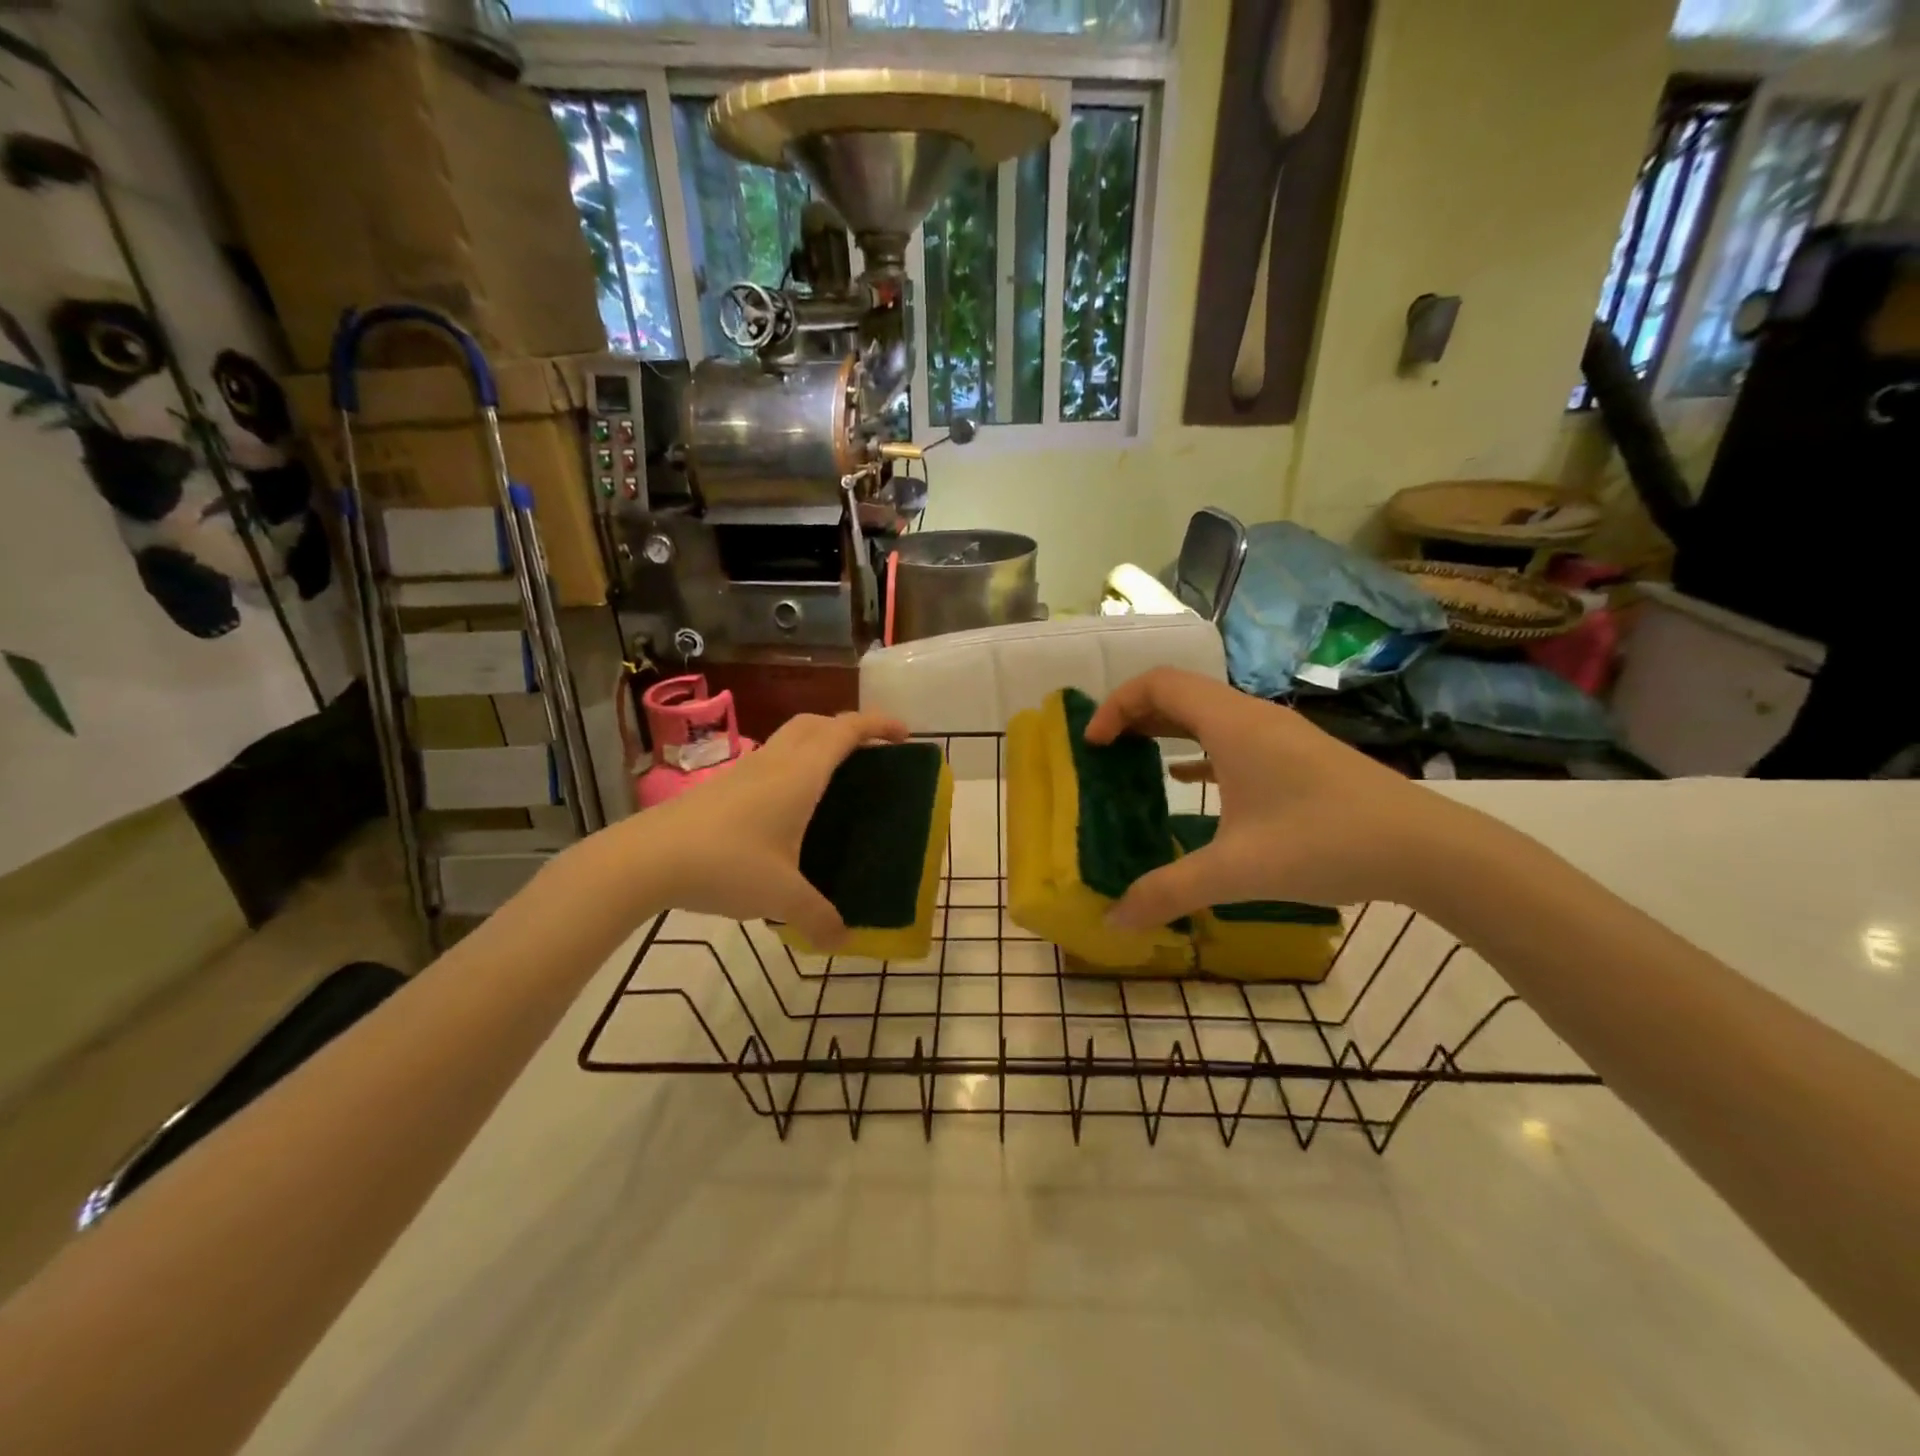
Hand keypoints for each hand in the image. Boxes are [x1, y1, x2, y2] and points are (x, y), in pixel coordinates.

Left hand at [621, 710, 906, 946]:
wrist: (646, 859)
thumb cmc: (726, 864)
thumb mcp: (781, 897)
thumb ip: (818, 918)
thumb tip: (844, 940)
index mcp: (800, 775)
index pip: (846, 731)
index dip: (878, 724)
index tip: (904, 734)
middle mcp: (775, 762)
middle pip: (816, 723)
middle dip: (848, 727)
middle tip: (870, 752)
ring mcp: (744, 771)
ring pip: (789, 738)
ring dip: (816, 743)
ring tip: (833, 777)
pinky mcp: (721, 787)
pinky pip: (769, 760)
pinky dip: (791, 765)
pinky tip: (788, 806)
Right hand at [1084, 669, 1465, 926]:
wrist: (1426, 849)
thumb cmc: (1323, 844)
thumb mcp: (1236, 872)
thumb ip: (1168, 893)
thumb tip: (1114, 921)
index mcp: (1232, 724)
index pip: (1158, 685)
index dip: (1116, 706)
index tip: (1093, 745)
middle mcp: (1253, 717)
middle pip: (1180, 693)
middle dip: (1134, 715)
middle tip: (1105, 751)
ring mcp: (1280, 735)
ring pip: (1208, 714)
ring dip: (1167, 729)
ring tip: (1135, 759)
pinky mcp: (1299, 756)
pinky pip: (1233, 737)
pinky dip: (1200, 748)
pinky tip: (1189, 780)